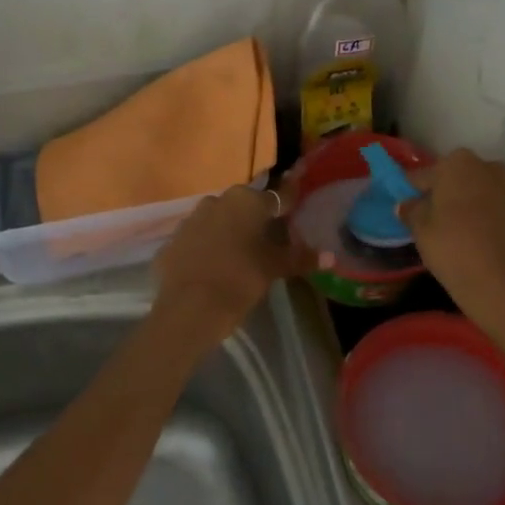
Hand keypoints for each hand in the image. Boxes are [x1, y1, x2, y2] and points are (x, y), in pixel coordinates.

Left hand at [152, 174, 314, 344]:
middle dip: (255, 218)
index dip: (288, 204)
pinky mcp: (172, 240)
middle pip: (244, 205)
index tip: (295, 209)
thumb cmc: (241, 279)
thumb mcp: (274, 268)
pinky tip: (212, 267)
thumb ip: (301, 258)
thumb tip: (332, 257)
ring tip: (240, 254)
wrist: (190, 308)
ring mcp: (191, 218)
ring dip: (229, 230)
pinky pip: (197, 239)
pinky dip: (206, 247)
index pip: (277, 197)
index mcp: (247, 201)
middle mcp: (218, 200)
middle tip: (268, 239)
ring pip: (218, 219)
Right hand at [397, 149, 504, 356]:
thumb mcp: (421, 233)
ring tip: (471, 238)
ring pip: (490, 194)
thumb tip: (409, 204)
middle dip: (452, 195)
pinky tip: (494, 248)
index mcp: (458, 164)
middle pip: (463, 179)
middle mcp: (492, 167)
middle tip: (441, 224)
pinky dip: (502, 223)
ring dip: (479, 207)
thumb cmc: (456, 252)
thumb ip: (412, 211)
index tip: (411, 208)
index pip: (427, 174)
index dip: (416, 191)